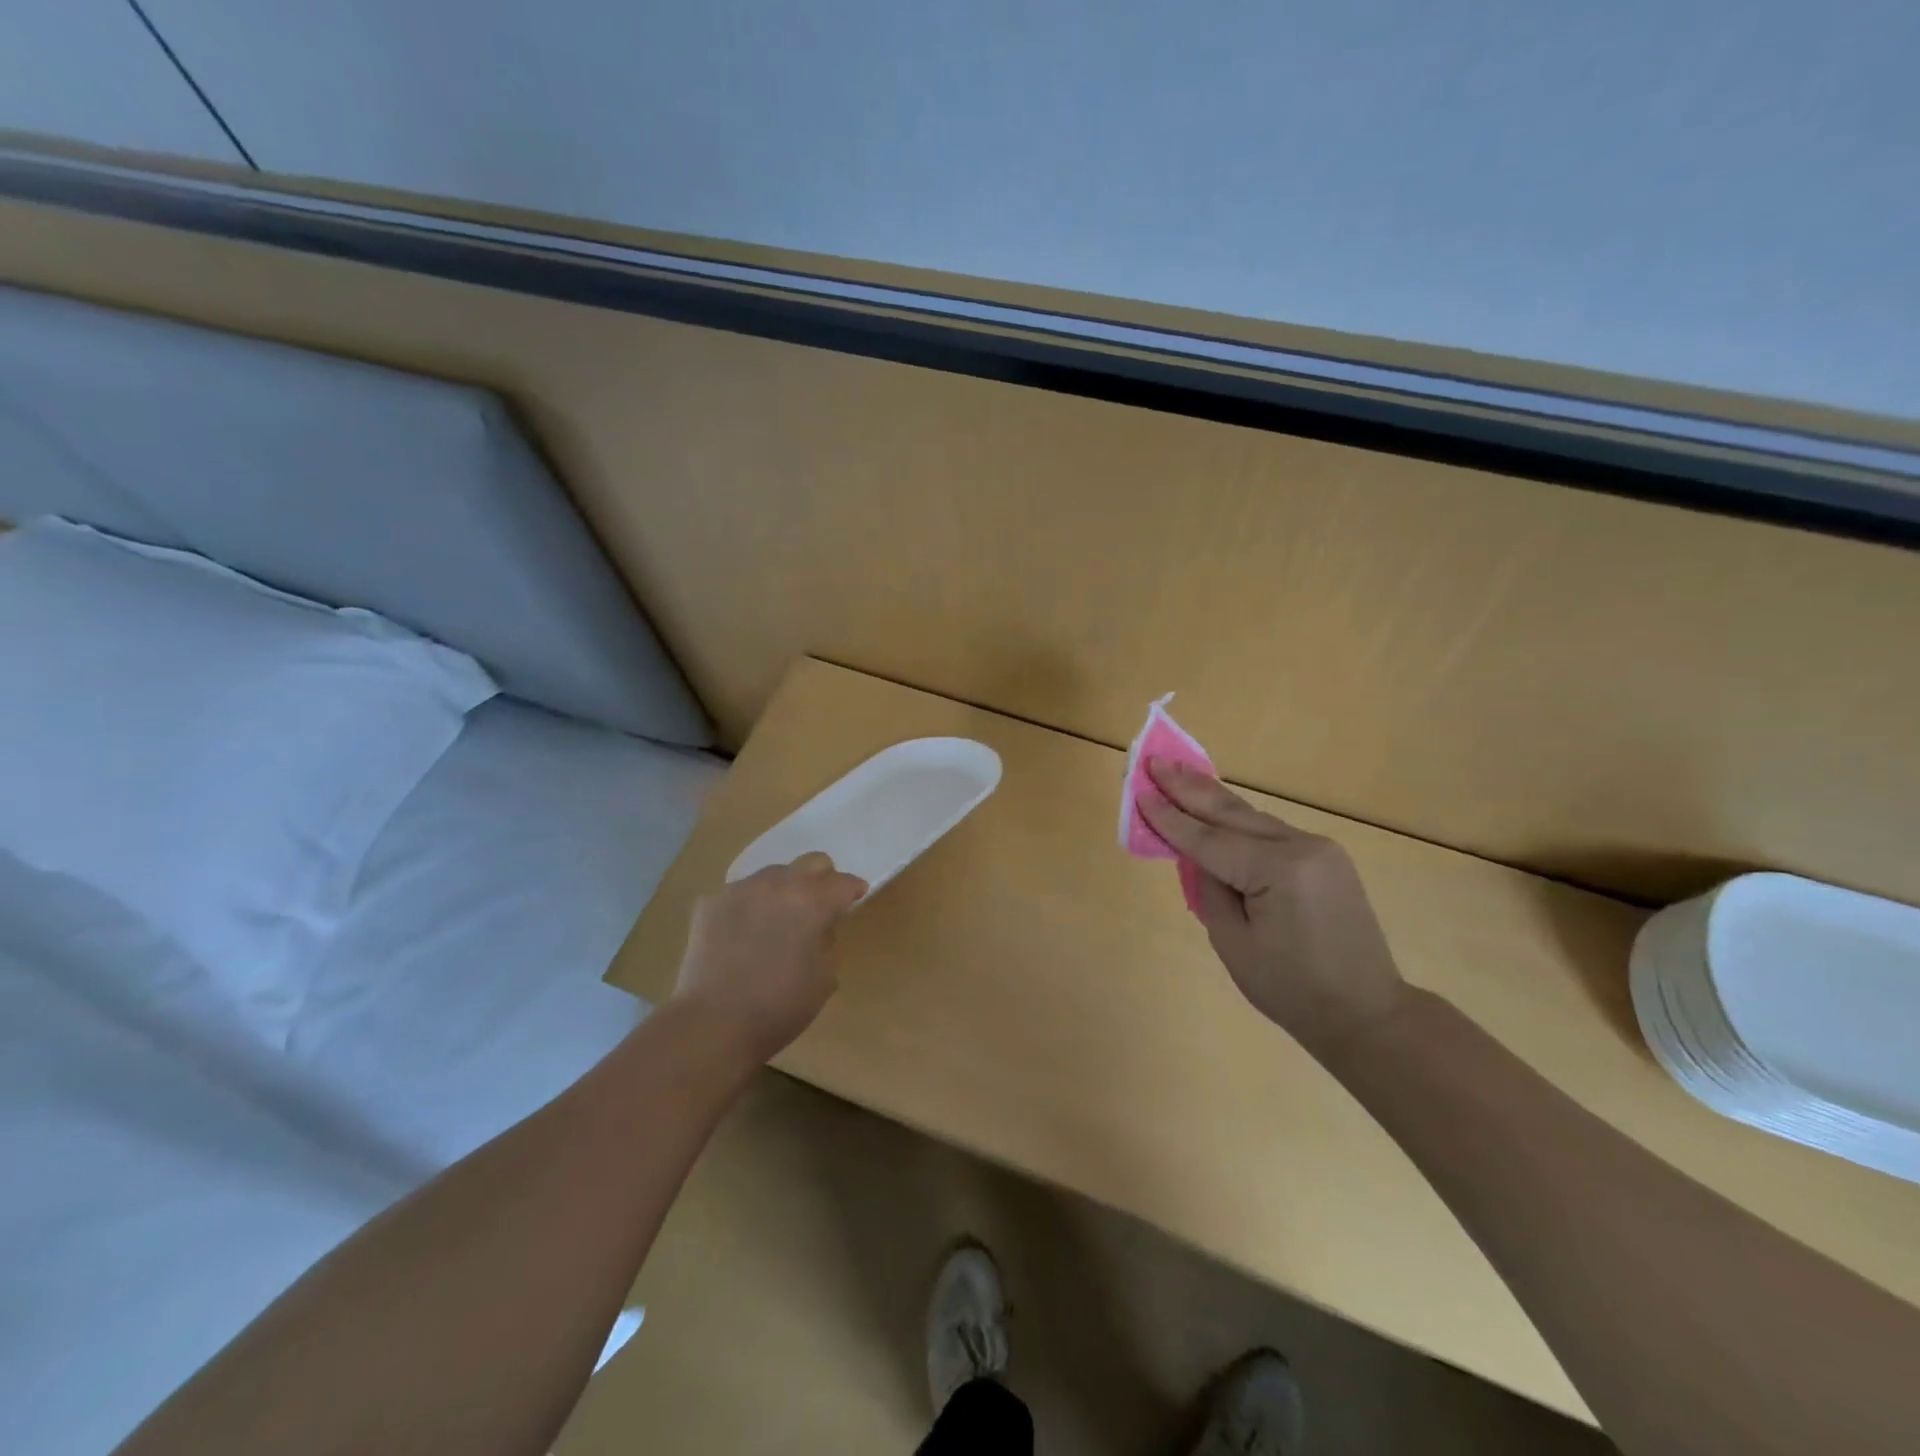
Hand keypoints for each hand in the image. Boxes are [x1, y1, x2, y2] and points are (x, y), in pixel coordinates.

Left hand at [671, 852, 867, 1064]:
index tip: (855, 899)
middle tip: (820, 904)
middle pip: (812, 862)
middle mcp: (779, 884)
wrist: (713, 1023)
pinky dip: (750, 905)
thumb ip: (828, 940)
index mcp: (813, 902)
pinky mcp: (711, 901)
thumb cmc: (780, 1006)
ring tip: (777, 918)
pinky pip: (741, 892)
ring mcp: (742, 889)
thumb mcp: (825, 977)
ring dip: (784, 890)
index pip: (843, 882)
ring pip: (774, 874)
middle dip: (822, 879)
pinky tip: (744, 931)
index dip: (853, 890)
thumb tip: (819, 927)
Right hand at [1140, 759, 1409, 1053]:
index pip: (1209, 839)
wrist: (1368, 1013)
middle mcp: (1302, 846)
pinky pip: (1269, 832)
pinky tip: (1215, 806)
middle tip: (1155, 760)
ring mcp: (1319, 849)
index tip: (1140, 790)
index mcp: (1279, 870)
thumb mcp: (1234, 943)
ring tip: (1177, 772)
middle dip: (1189, 787)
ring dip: (1212, 798)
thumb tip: (1198, 856)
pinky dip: (1237, 820)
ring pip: (1252, 817)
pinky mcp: (1325, 858)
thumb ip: (1209, 890)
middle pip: (1232, 813)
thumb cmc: (1292, 990)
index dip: (1170, 818)